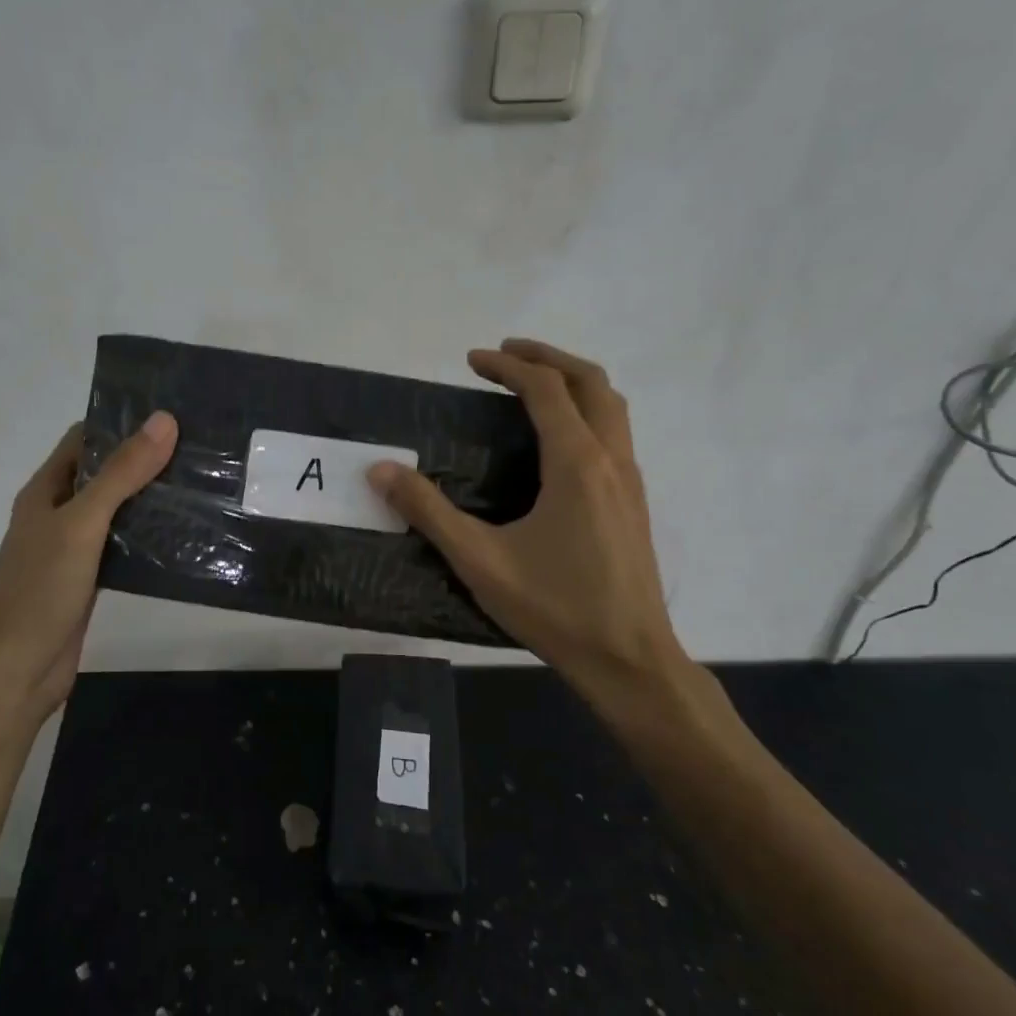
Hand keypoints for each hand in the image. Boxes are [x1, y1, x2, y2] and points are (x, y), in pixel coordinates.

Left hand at [0, 413, 178, 729]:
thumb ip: (121, 474)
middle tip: (198, 447)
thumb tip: (164, 421)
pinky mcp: (90, 580)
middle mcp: (57, 514)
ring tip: (200, 483)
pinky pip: (122, 547)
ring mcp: (73, 549)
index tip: (171, 413)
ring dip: (149, 498)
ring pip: (116, 511)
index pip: (84, 439)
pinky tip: (182, 533)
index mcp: (45, 491)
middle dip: (144, 459)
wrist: (15, 670)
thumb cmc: (39, 589)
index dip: (121, 422)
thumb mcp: (81, 523)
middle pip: (103, 474)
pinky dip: (148, 536)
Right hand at [369, 340, 691, 706]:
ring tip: (532, 385)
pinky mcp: (635, 503)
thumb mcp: (479, 560)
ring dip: (573, 382)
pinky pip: (615, 433)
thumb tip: (380, 470)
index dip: (507, 367)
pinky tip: (558, 442)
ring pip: (611, 406)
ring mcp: (631, 481)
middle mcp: (612, 459)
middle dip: (547, 358)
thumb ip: (428, 512)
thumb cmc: (554, 608)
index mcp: (577, 463)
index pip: (545, 389)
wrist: (628, 659)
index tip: (472, 361)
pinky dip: (587, 412)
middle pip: (591, 382)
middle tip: (505, 355)